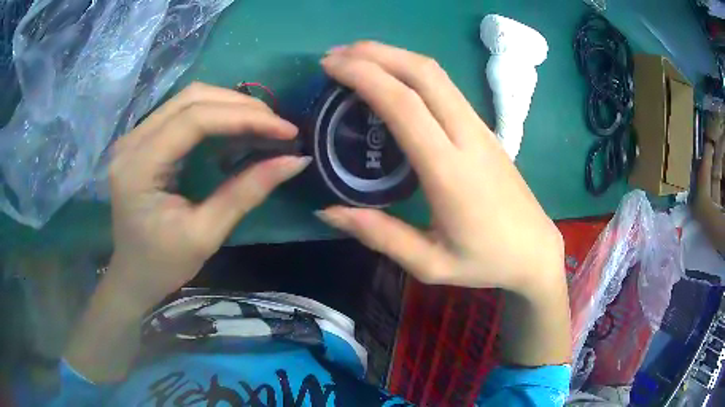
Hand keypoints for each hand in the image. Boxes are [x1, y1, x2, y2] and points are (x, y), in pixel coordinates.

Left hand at [107, 83, 308, 310]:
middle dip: (240, 106)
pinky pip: (182, 113)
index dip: (243, 117)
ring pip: (188, 99)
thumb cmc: (163, 265)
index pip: (193, 120)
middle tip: (278, 126)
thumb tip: (295, 161)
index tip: (285, 130)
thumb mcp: (205, 235)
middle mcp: (131, 142)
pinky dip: (214, 115)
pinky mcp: (142, 140)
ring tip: (263, 125)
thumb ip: (246, 193)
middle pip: (191, 99)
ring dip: (229, 106)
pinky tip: (236, 130)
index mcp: (138, 168)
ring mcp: (134, 137)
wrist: (133, 276)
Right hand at [316, 42, 563, 298]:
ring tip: (355, 59)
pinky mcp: (484, 128)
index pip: (404, 105)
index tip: (330, 67)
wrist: (535, 250)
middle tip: (335, 56)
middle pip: (423, 72)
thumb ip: (379, 235)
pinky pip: (445, 86)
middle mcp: (468, 137)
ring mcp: (480, 128)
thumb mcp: (429, 263)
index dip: (364, 76)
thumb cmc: (485, 261)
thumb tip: (327, 211)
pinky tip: (391, 77)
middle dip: (375, 53)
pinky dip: (411, 70)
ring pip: (436, 73)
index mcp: (451, 172)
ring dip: (393, 56)